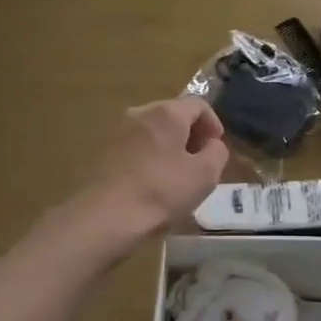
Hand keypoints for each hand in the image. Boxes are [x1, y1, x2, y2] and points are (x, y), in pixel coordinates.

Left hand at [81, 96, 229, 238]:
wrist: (105, 216)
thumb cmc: (161, 191)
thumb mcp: (205, 175)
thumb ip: (217, 152)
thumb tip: (211, 144)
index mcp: (167, 112)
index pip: (199, 104)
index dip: (214, 124)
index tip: (217, 148)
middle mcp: (140, 113)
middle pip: (173, 115)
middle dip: (191, 135)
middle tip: (200, 162)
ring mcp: (117, 131)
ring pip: (153, 132)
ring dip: (169, 147)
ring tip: (177, 176)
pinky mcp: (103, 151)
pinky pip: (136, 147)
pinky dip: (150, 158)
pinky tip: (153, 184)